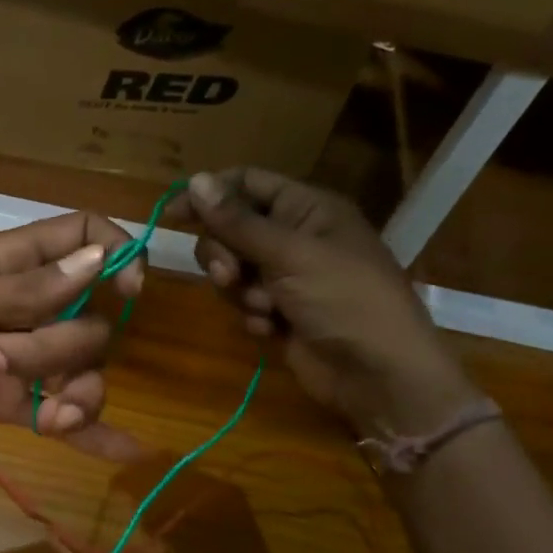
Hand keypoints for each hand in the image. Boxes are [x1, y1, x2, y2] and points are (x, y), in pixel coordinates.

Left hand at [0, 213, 143, 455]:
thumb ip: (25, 291)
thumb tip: (99, 261)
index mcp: (5, 264)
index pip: (79, 238)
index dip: (114, 255)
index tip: (128, 290)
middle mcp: (21, 307)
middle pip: (87, 317)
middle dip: (60, 347)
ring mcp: (16, 357)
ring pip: (80, 368)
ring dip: (75, 391)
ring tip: (46, 415)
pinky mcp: (4, 402)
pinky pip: (57, 411)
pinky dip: (87, 430)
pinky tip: (122, 450)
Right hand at [165, 169, 476, 433]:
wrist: (377, 373)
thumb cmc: (344, 299)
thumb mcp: (290, 254)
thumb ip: (238, 221)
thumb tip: (197, 180)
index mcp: (308, 209)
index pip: (248, 183)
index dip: (211, 194)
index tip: (174, 214)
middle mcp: (296, 237)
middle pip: (233, 229)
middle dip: (223, 253)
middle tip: (229, 274)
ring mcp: (288, 278)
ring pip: (233, 269)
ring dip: (239, 289)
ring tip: (265, 308)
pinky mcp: (280, 313)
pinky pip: (245, 303)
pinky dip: (252, 315)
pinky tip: (272, 329)